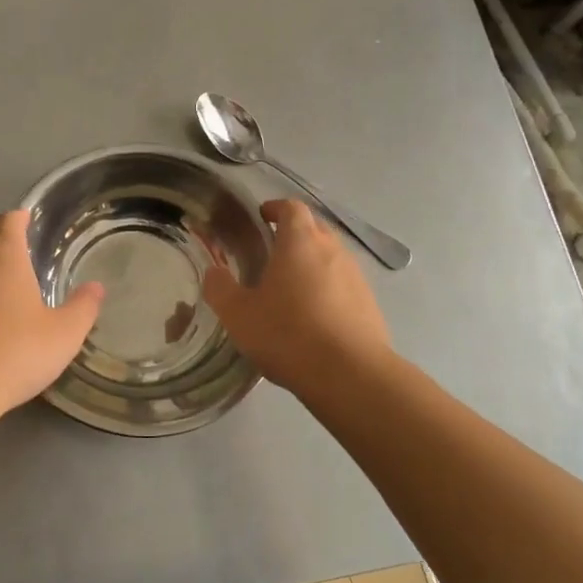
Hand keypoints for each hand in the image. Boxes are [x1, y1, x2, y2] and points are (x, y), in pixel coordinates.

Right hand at [203, 199, 390, 398]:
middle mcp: (333, 250)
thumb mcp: (238, 315)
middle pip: (315, 228)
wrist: (350, 375)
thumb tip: (213, 272)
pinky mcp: (369, 304)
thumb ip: (220, 289)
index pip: (291, 207)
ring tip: (291, 287)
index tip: (262, 217)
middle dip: (294, 233)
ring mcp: (356, 276)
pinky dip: (328, 289)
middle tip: (271, 252)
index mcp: (300, 242)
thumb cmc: (288, 335)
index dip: (276, 208)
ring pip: (331, 256)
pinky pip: (344, 284)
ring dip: (312, 262)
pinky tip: (314, 316)